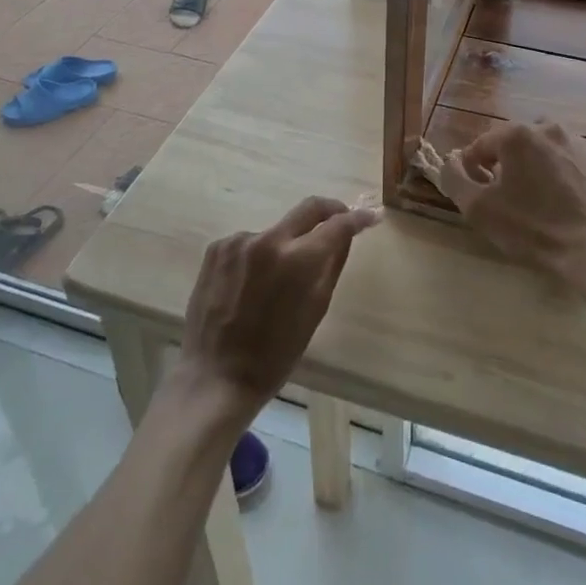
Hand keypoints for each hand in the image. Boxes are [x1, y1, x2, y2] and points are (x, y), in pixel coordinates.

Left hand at [174, 197, 381, 425]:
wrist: (215, 377)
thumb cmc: (274, 355)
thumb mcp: (315, 310)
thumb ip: (333, 265)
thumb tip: (347, 234)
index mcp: (297, 260)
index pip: (337, 225)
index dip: (357, 219)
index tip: (370, 217)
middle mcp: (268, 239)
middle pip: (308, 208)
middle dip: (330, 210)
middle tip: (341, 219)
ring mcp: (238, 240)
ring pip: (277, 230)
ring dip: (287, 244)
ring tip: (279, 280)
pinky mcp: (217, 247)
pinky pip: (251, 243)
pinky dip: (259, 256)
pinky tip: (251, 286)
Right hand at [438, 121, 585, 285]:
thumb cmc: (533, 227)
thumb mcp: (479, 209)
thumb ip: (454, 179)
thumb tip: (450, 162)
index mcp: (516, 133)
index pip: (479, 146)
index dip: (470, 172)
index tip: (476, 198)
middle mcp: (545, 126)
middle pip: (508, 144)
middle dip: (499, 168)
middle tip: (500, 201)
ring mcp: (573, 141)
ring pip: (535, 151)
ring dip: (525, 169)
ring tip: (527, 202)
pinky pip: (558, 160)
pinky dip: (549, 175)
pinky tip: (552, 203)